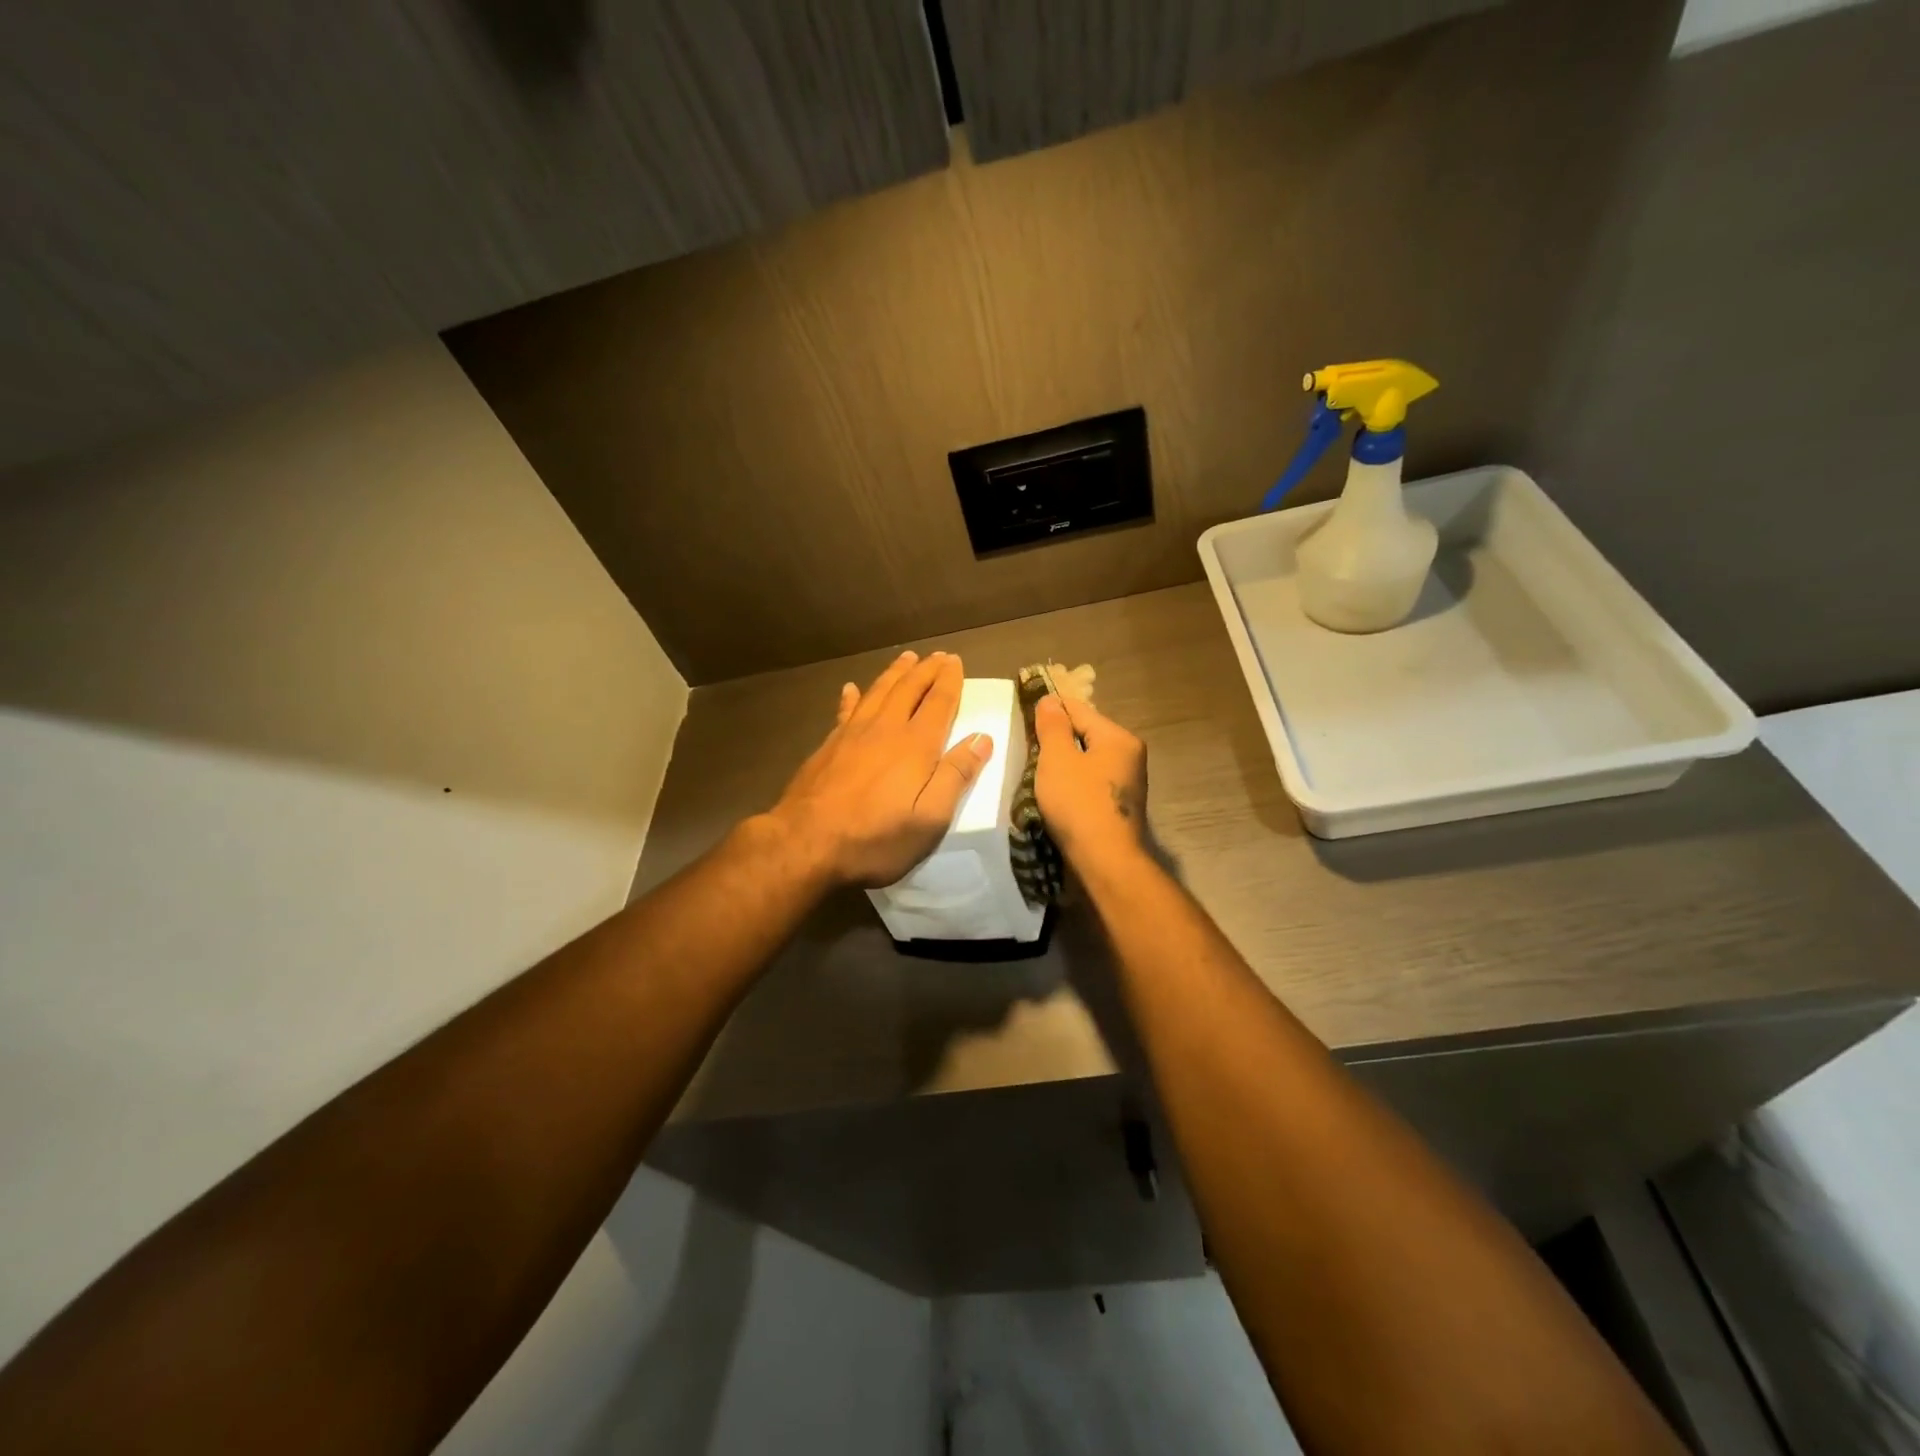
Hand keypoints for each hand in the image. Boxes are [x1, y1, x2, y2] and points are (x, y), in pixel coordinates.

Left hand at [767, 650, 993, 887]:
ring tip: (906, 658)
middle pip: (908, 689)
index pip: (938, 702)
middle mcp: (885, 729)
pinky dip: (852, 696)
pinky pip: (845, 710)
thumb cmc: (875, 838)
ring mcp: (852, 734)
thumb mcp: (930, 819)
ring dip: (895, 673)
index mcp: (915, 745)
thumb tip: (982, 738)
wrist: (804, 844)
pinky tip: (850, 688)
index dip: (949, 680)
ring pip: (878, 692)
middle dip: (925, 670)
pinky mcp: (828, 746)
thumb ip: (956, 776)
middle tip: (937, 656)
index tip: (956, 661)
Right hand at [1033, 694, 1148, 870]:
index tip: (1023, 711)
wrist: (1104, 861)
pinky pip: (1090, 781)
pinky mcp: (1118, 806)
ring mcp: (1127, 783)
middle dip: (1056, 737)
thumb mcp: (1057, 760)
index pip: (1079, 709)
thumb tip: (1050, 700)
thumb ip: (1052, 727)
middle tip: (1026, 744)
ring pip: (1087, 759)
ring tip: (1035, 768)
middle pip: (1085, 734)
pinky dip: (1072, 781)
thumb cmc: (1079, 804)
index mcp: (1118, 738)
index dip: (1050, 708)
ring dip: (1063, 762)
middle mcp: (1129, 755)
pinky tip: (1054, 791)